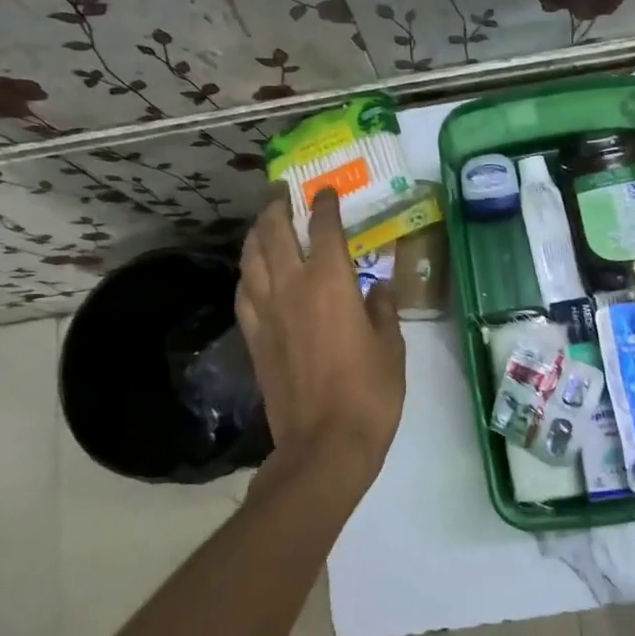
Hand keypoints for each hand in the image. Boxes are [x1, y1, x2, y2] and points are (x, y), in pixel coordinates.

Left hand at [236, 187, 406, 495]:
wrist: (324, 444)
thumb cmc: (369, 392)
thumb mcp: (391, 346)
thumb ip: (382, 308)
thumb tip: (377, 288)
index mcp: (331, 283)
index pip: (324, 229)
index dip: (324, 205)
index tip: (325, 191)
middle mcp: (292, 287)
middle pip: (274, 234)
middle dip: (278, 208)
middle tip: (283, 194)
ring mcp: (266, 313)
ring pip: (251, 259)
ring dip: (256, 234)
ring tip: (264, 223)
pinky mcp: (253, 338)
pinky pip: (243, 293)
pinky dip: (247, 273)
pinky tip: (252, 272)